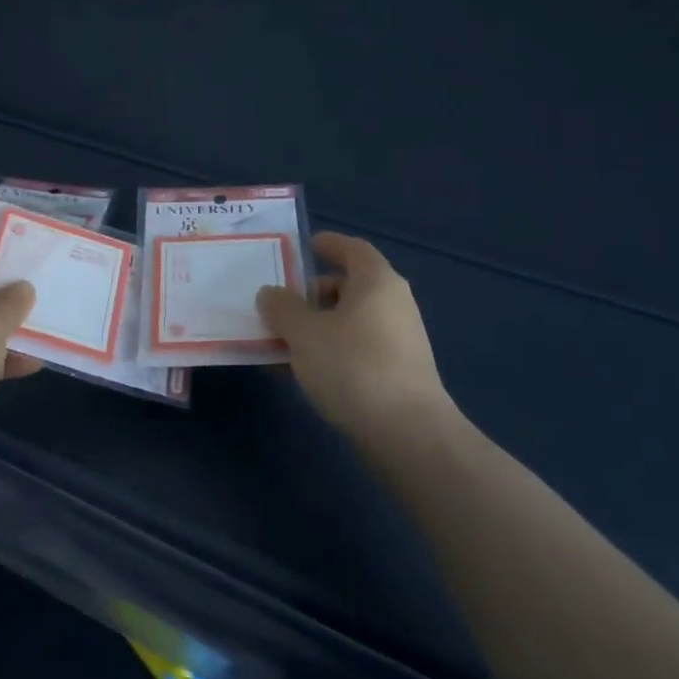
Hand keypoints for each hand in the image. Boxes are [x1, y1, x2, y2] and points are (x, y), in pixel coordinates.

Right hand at [257, 232, 458, 439]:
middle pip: (348, 286)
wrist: (407, 434)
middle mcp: (392, 304)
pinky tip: (299, 372)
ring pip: (348, 322)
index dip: (329, 244)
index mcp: (376, 282)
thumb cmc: (353, 367)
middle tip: (278, 304)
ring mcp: (398, 340)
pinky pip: (354, 348)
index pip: (353, 249)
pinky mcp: (396, 373)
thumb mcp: (305, 333)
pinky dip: (328, 351)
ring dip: (315, 327)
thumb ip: (282, 308)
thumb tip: (270, 293)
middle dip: (311, 294)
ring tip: (279, 342)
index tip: (304, 245)